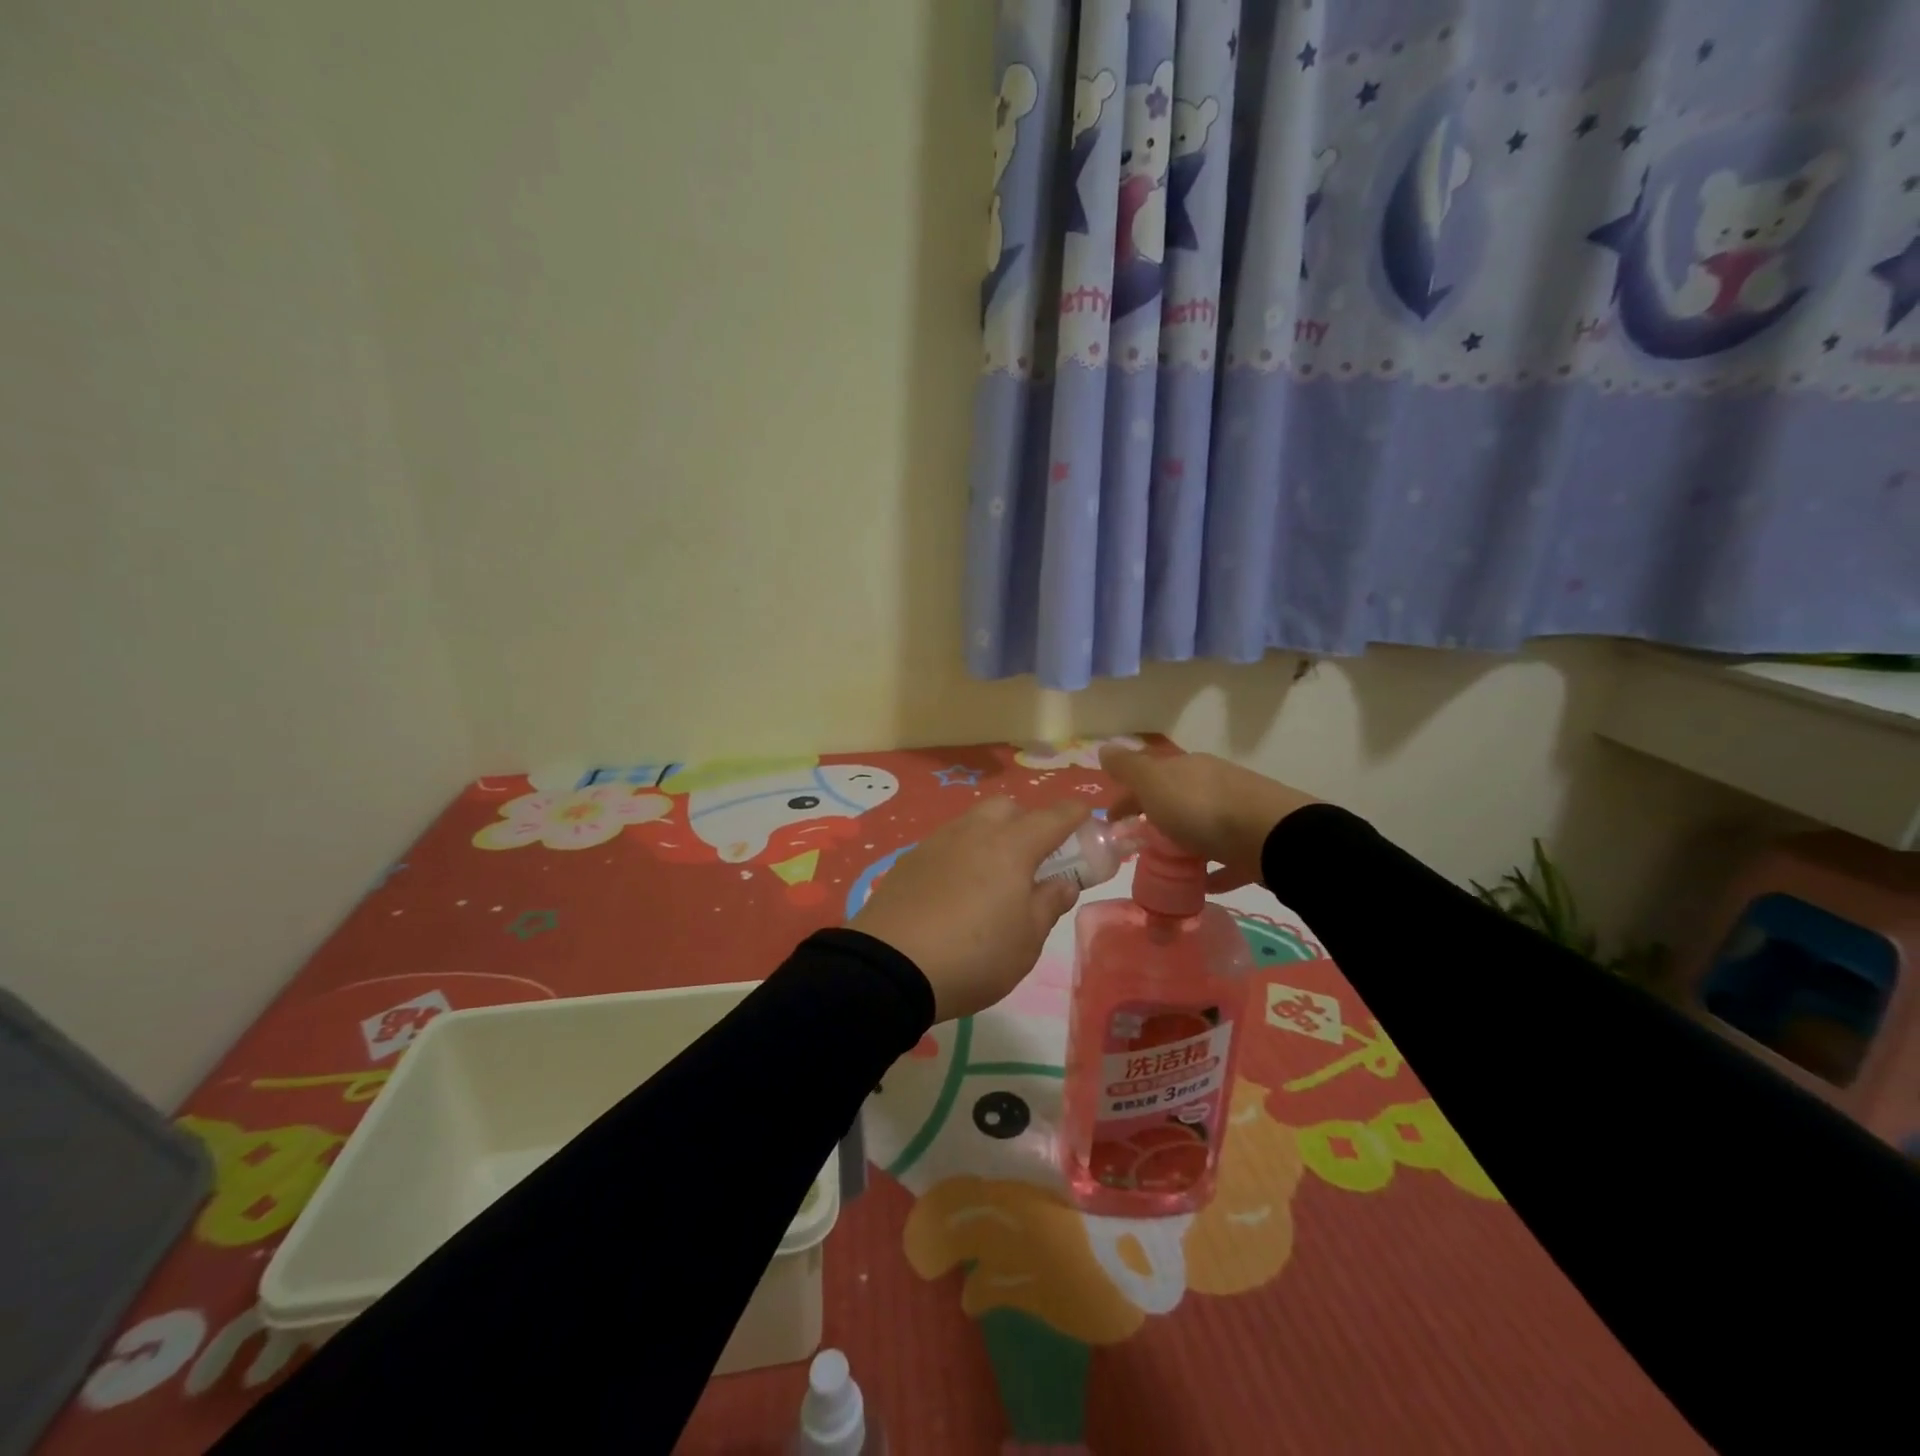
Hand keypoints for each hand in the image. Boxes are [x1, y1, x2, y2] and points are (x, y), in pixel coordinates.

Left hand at [850, 797, 1089, 1022]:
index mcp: (1012, 847)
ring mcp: (937, 842)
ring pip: (973, 822)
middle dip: (1027, 821)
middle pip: (1007, 808)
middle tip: (1033, 858)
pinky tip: (956, 888)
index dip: (1074, 815)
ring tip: (993, 876)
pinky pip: (946, 843)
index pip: (1052, 817)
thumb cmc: (975, 955)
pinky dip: (961, 854)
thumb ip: (1049, 904)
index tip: (1085, 819)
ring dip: (991, 835)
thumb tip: (1063, 882)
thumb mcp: (1027, 941)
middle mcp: (974, 832)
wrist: (890, 967)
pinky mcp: (909, 860)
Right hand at [1100, 745, 1317, 891]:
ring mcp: (1237, 813)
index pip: (1149, 777)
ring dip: (1182, 842)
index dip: (1126, 797)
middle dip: (1154, 819)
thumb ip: (1128, 768)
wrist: (1272, 836)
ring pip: (1200, 827)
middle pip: (1175, 800)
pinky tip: (1201, 885)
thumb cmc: (1201, 807)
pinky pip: (1225, 858)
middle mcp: (1212, 784)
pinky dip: (1211, 869)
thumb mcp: (1154, 782)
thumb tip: (1104, 748)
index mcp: (1187, 768)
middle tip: (1136, 846)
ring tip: (1164, 868)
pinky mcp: (1255, 845)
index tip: (1111, 823)